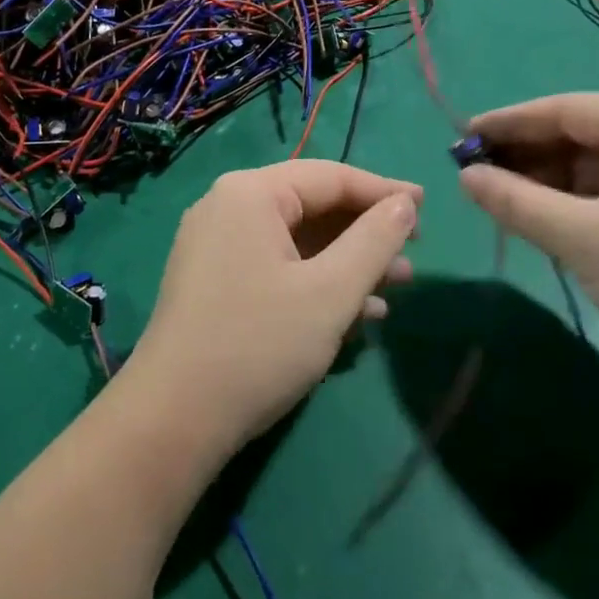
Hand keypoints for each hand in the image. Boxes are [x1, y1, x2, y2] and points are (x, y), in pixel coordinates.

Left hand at [131, 162, 419, 451]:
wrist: (172, 421)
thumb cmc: (258, 345)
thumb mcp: (330, 292)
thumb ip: (374, 240)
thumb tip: (405, 203)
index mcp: (251, 193)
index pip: (331, 177)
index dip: (383, 191)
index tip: (426, 208)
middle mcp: (228, 206)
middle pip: (312, 205)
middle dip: (366, 233)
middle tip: (412, 255)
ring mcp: (216, 244)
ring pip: (297, 239)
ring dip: (347, 262)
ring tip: (396, 287)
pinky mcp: (214, 280)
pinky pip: (277, 264)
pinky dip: (316, 281)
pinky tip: (356, 312)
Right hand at [458, 94, 598, 395]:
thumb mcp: (580, 239)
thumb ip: (516, 201)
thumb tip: (465, 177)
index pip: (567, 109)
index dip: (510, 122)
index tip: (462, 137)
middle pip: (580, 133)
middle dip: (526, 153)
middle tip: (474, 171)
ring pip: (593, 163)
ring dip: (546, 178)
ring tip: (497, 195)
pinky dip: (572, 200)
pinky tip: (538, 214)